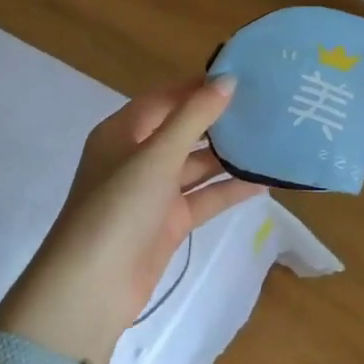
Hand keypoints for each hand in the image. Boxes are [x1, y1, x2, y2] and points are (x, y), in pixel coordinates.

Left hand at [0, 75, 265, 363]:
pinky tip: (263, 181)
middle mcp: (137, 157)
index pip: (165, 98)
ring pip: (196, 165)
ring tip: (271, 139)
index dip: (199, 86)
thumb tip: (228, 79)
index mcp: (123, 132)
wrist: (92, 287)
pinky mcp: (168, 222)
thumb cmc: (118, 207)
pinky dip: (229, 190)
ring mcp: (153, 192)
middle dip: (219, 120)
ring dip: (228, 156)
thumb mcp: (157, 155)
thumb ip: (194, 117)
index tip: (242, 76)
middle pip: (183, 130)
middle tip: (264, 106)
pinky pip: (203, 198)